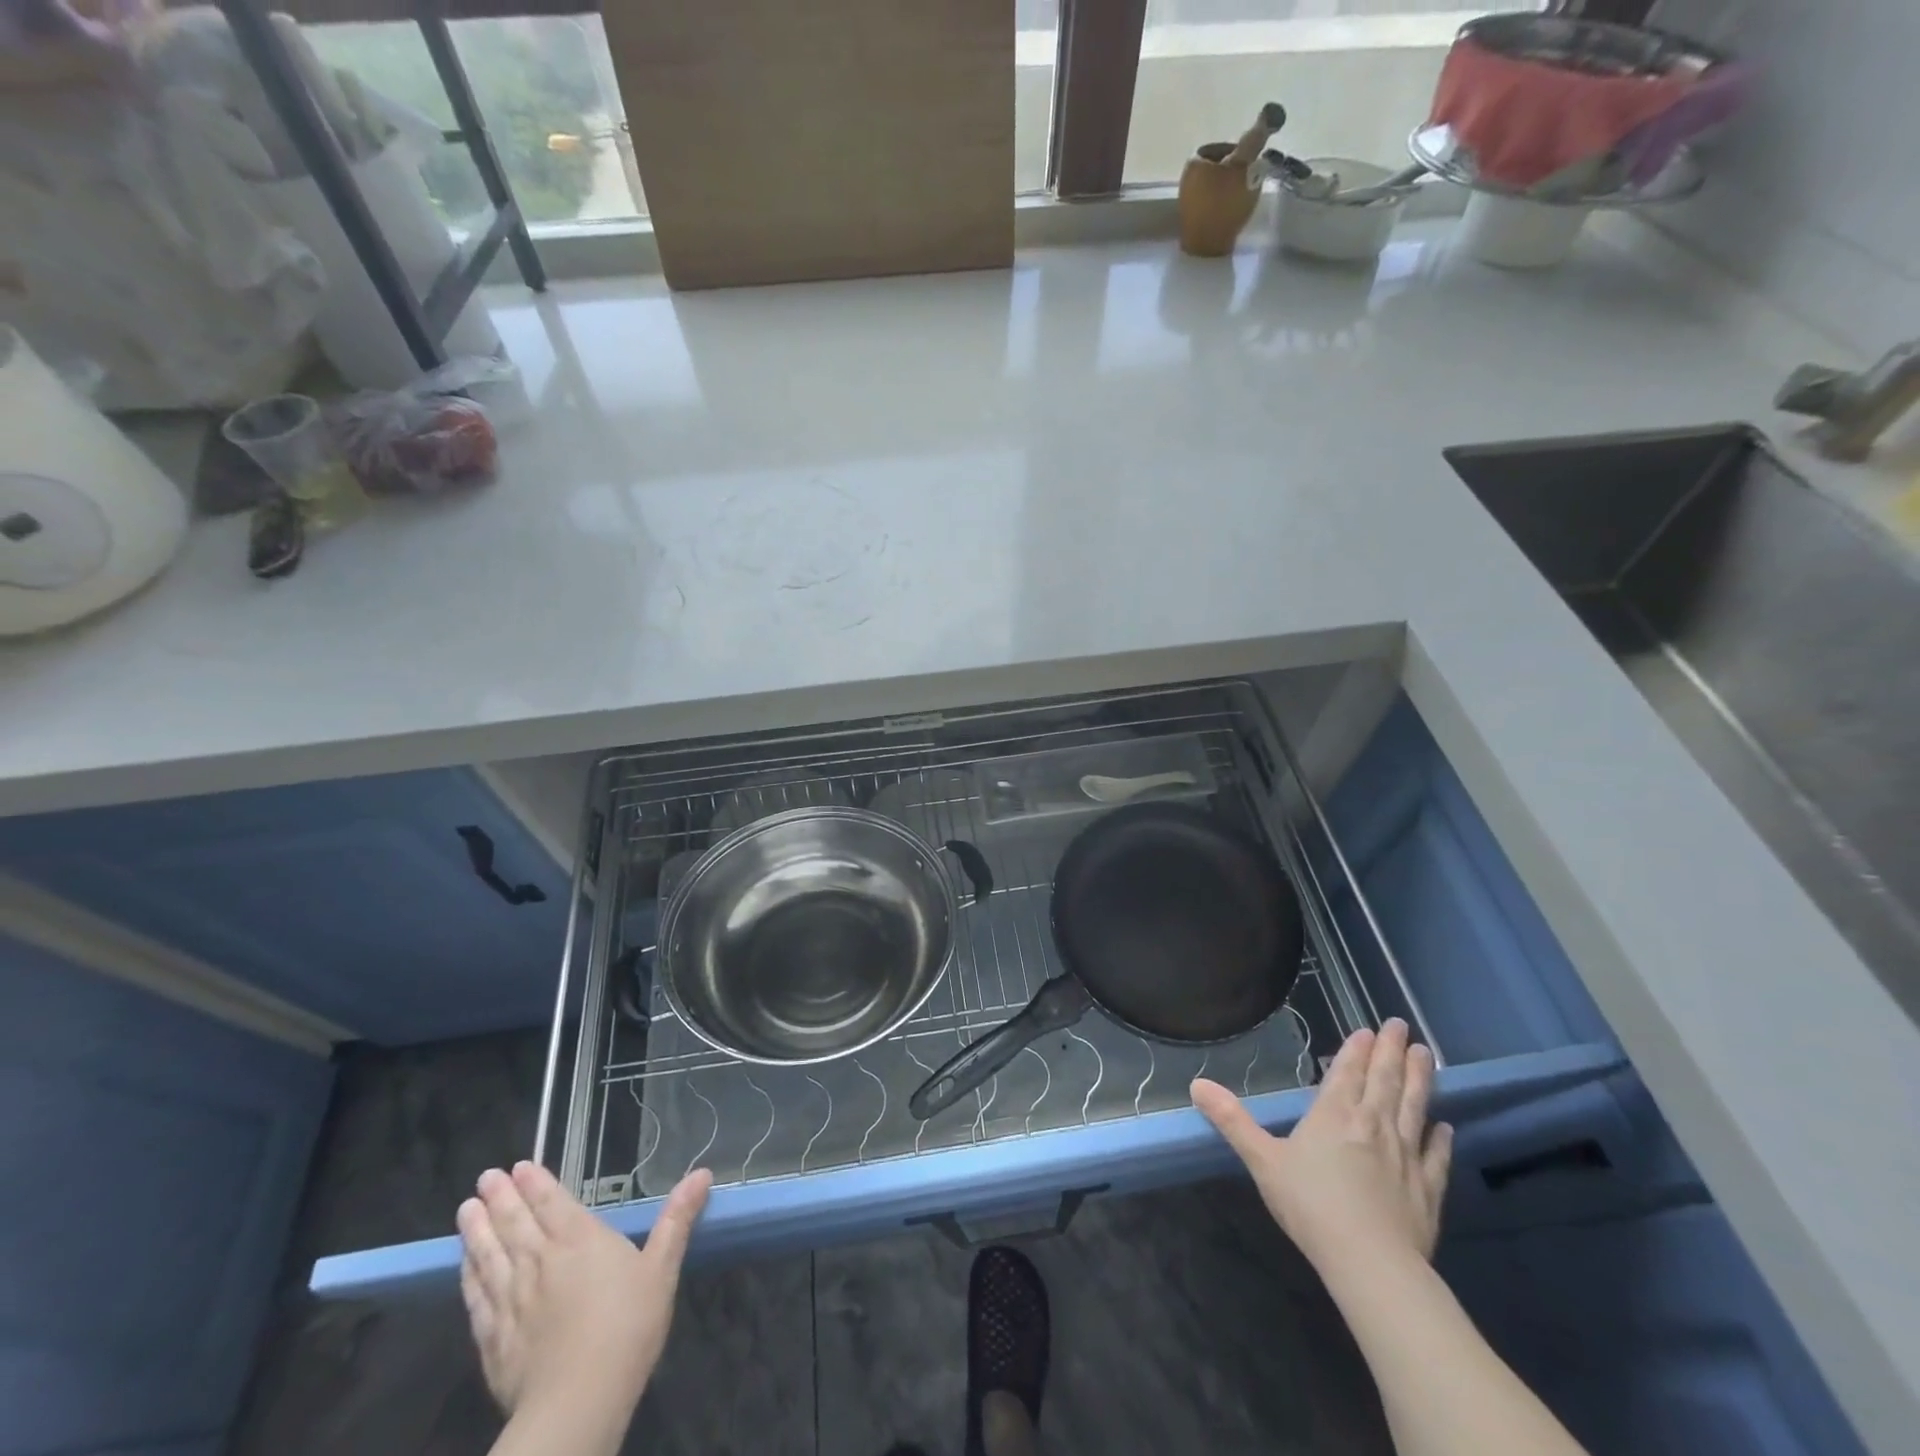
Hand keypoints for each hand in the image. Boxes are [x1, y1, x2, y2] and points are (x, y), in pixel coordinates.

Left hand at [457, 1162, 711, 1419]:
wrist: (578, 1402)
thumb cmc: (628, 1327)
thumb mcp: (662, 1268)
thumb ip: (677, 1219)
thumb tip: (702, 1172)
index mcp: (580, 1240)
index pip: (552, 1203)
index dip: (536, 1183)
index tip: (517, 1166)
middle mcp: (541, 1261)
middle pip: (516, 1223)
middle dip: (501, 1198)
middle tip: (485, 1177)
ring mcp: (512, 1300)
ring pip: (490, 1256)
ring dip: (477, 1230)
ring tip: (465, 1209)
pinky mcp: (493, 1338)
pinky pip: (477, 1297)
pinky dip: (469, 1275)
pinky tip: (464, 1265)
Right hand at [1192, 1019, 1450, 1275]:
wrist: (1371, 1264)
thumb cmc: (1311, 1205)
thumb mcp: (1262, 1160)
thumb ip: (1232, 1121)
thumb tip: (1197, 1084)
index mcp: (1334, 1114)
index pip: (1348, 1072)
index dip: (1358, 1049)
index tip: (1371, 1029)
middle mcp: (1373, 1124)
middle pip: (1385, 1080)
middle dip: (1392, 1051)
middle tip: (1402, 1026)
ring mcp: (1406, 1155)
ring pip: (1414, 1107)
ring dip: (1420, 1080)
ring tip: (1427, 1055)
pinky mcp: (1428, 1189)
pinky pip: (1436, 1156)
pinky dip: (1440, 1138)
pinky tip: (1445, 1127)